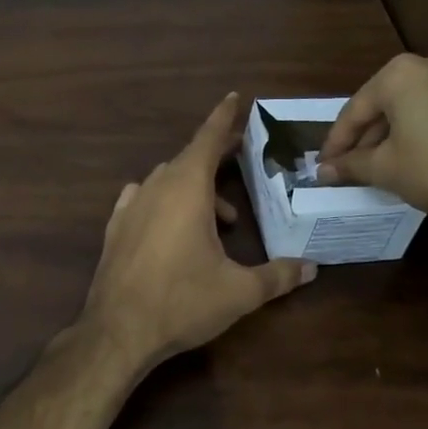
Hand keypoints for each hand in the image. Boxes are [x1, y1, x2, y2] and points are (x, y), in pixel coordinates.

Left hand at [79, 94, 315, 373]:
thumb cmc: (182, 302)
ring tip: (221, 218)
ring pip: (167, 179)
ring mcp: (131, 206)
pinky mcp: (115, 227)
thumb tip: (312, 268)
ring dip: (195, 187)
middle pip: (190, 158)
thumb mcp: (239, 291)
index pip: (208, 139)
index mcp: (187, 188)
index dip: (224, 118)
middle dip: (217, 156)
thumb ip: (278, 275)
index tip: (236, 97)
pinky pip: (144, 198)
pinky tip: (172, 222)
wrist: (117, 331)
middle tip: (242, 160)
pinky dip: (164, 200)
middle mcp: (157, 187)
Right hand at [318, 52, 427, 218]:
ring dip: (397, 132)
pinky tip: (420, 154)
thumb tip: (323, 172)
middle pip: (387, 103)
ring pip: (416, 105)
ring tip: (384, 162)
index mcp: (400, 73)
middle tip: (351, 164)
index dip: (336, 142)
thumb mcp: (386, 169)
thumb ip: (351, 165)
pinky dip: (426, 129)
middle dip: (367, 136)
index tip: (324, 165)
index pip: (356, 110)